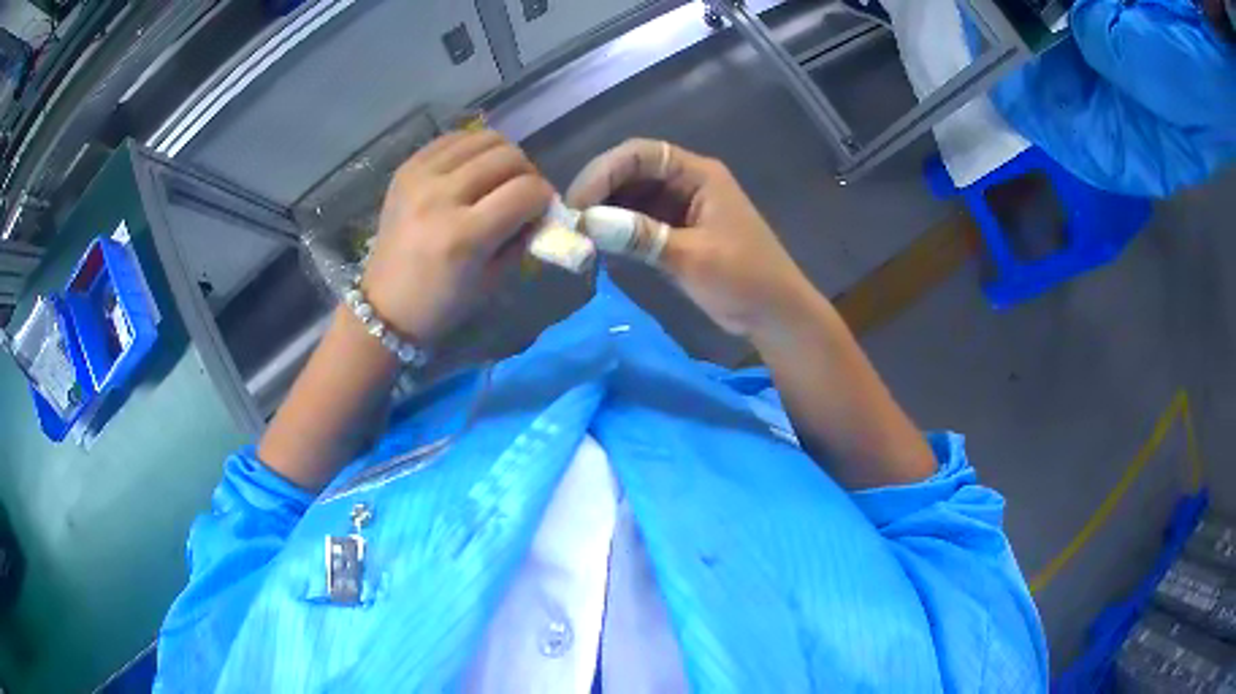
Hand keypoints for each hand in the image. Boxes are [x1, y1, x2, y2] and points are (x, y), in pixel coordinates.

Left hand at [362, 130, 553, 343]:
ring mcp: (420, 177)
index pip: (526, 191)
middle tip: (522, 193)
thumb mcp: (493, 280)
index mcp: (464, 235)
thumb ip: (522, 239)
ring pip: (484, 138)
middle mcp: (441, 197)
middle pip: (508, 157)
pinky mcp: (407, 169)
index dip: (545, 197)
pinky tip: (472, 169)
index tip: (543, 209)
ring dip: (502, 156)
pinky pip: (453, 139)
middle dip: (528, 173)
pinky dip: (472, 149)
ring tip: (498, 178)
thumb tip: (540, 208)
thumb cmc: (442, 304)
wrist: (384, 306)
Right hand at [566, 139, 815, 336]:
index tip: (577, 204)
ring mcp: (680, 206)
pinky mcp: (674, 231)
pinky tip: (598, 246)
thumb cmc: (745, 280)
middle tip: (569, 223)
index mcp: (699, 174)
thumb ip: (640, 237)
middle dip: (598, 191)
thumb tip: (587, 223)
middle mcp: (686, 182)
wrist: (775, 315)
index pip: (642, 154)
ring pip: (630, 196)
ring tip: (578, 236)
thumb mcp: (693, 258)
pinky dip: (616, 230)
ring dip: (604, 212)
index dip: (604, 171)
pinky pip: (637, 220)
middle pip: (631, 171)